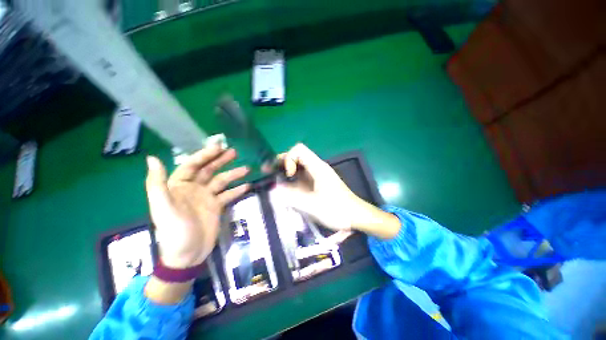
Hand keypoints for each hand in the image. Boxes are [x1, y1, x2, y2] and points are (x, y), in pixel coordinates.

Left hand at [145, 145, 249, 268]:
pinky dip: (237, 190)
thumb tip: (152, 157)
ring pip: (221, 181)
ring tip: (246, 169)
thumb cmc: (174, 230)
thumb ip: (157, 183)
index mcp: (178, 186)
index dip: (204, 155)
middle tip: (234, 152)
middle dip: (221, 160)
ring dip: (233, 174)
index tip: (218, 147)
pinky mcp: (217, 206)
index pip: (192, 165)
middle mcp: (194, 188)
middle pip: (209, 170)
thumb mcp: (163, 208)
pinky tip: (247, 186)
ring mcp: (207, 197)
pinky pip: (228, 195)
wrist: (188, 254)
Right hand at [277, 143, 399, 238]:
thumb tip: (274, 189)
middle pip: (297, 156)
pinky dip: (291, 179)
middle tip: (268, 171)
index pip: (298, 150)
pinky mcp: (317, 183)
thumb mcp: (312, 205)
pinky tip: (284, 187)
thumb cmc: (337, 209)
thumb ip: (292, 197)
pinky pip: (301, 176)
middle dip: (281, 162)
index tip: (287, 174)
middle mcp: (316, 167)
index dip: (288, 159)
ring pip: (298, 166)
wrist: (355, 215)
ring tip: (272, 178)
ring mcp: (317, 175)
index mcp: (317, 167)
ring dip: (285, 171)